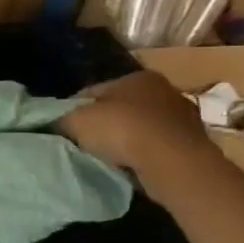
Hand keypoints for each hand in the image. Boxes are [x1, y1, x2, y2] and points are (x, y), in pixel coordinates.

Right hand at [58, 71, 214, 193]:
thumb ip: (60, 118)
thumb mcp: (76, 120)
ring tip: (107, 158)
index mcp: (137, 76)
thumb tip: (51, 121)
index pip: (94, 90)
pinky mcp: (192, 144)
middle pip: (120, 107)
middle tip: (84, 143)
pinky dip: (143, 155)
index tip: (64, 127)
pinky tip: (131, 166)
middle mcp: (164, 90)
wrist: (174, 163)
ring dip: (126, 140)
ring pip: (140, 127)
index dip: (75, 108)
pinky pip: (156, 147)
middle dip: (103, 123)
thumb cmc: (123, 130)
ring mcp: (183, 118)